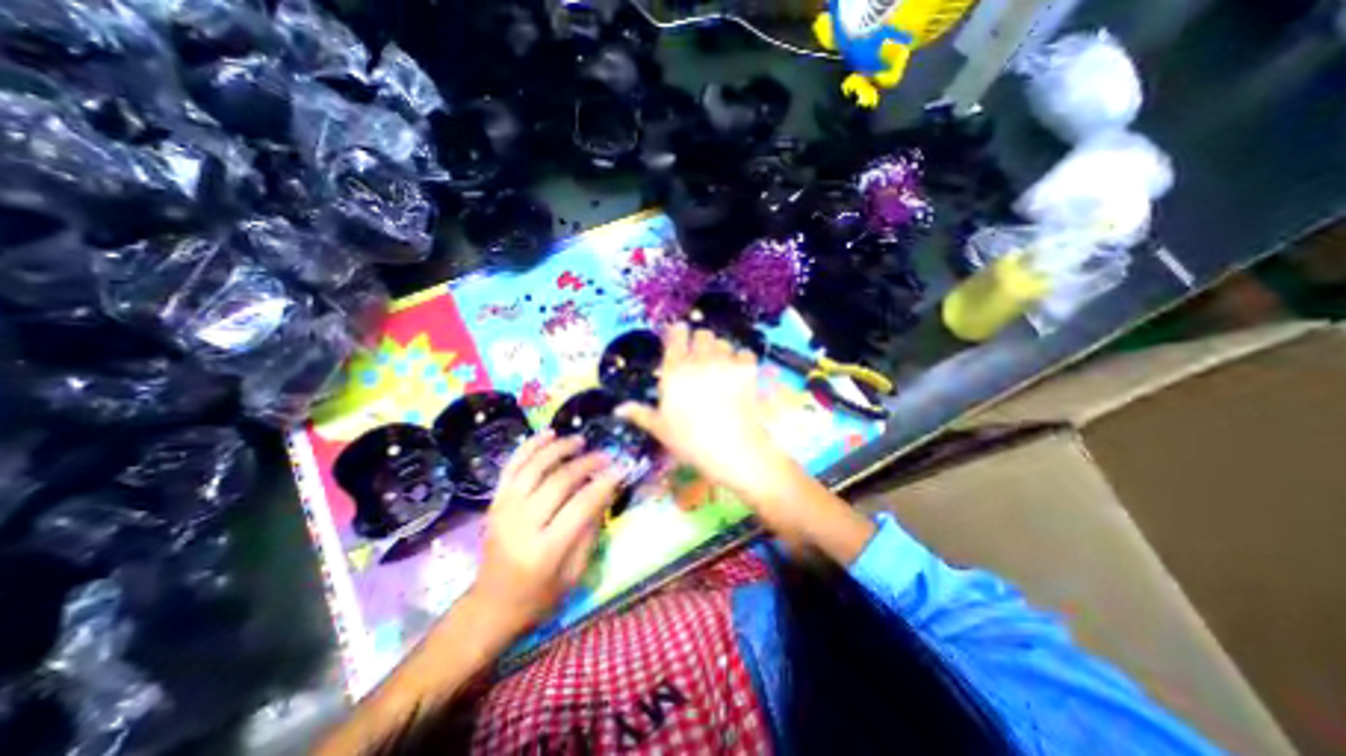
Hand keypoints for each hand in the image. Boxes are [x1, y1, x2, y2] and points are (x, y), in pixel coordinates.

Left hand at [468, 427, 620, 635]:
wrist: (490, 606)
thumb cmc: (539, 596)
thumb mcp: (574, 572)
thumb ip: (590, 529)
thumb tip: (606, 489)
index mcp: (545, 550)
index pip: (580, 505)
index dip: (604, 483)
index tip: (621, 468)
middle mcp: (521, 525)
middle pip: (558, 481)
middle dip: (586, 463)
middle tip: (606, 455)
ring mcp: (503, 510)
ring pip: (534, 467)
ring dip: (559, 448)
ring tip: (579, 440)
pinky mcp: (494, 502)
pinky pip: (512, 466)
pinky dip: (529, 446)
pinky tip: (547, 434)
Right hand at [619, 326, 795, 506]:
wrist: (732, 450)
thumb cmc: (691, 442)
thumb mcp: (661, 429)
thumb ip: (640, 414)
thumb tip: (618, 409)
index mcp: (674, 371)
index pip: (677, 334)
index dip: (679, 333)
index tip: (680, 337)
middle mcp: (699, 361)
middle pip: (703, 334)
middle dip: (702, 342)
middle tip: (701, 359)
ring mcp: (724, 363)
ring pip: (723, 342)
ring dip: (721, 351)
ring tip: (720, 368)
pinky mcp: (746, 370)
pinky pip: (745, 353)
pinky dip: (741, 360)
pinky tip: (739, 374)